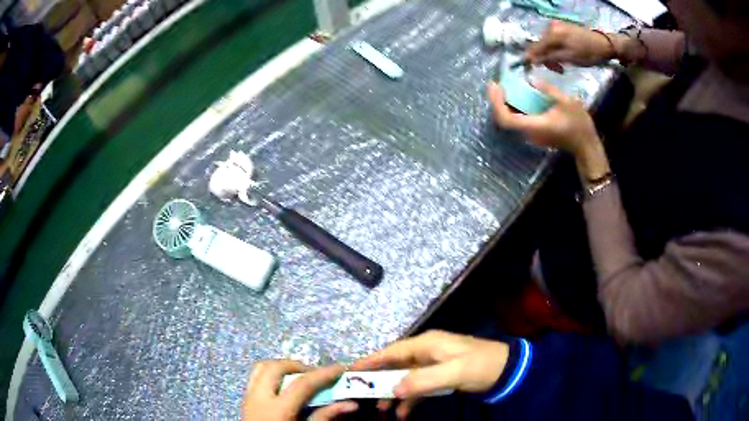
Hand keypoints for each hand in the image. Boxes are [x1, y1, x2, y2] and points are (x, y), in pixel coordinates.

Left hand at [242, 360, 357, 420]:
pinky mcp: (245, 400)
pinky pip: (256, 377)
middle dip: (299, 366)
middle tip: (317, 375)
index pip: (302, 383)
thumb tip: (350, 404)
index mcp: (277, 409)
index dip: (323, 374)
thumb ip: (324, 417)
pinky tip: (284, 387)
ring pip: (262, 368)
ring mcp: (248, 397)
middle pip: (277, 368)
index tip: (340, 368)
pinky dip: (271, 375)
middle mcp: (259, 397)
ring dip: (283, 368)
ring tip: (300, 378)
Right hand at [351, 330, 508, 418]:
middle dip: (379, 381)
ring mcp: (433, 365)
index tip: (350, 370)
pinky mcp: (440, 376)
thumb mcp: (453, 373)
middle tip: (362, 396)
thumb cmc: (481, 365)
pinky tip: (403, 414)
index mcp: (427, 344)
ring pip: (405, 378)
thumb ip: (423, 381)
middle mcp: (426, 352)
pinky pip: (418, 387)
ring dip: (393, 393)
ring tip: (382, 410)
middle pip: (395, 365)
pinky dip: (410, 400)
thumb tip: (392, 390)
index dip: (371, 360)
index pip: (392, 351)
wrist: (508, 370)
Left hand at [488, 81, 598, 152]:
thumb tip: (531, 80)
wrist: (586, 146)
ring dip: (505, 103)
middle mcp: (529, 132)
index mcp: (535, 126)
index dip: (497, 103)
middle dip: (497, 100)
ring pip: (511, 119)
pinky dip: (514, 106)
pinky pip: (519, 119)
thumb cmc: (579, 125)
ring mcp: (532, 135)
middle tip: (496, 83)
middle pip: (504, 119)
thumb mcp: (567, 102)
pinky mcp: (535, 133)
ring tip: (504, 86)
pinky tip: (517, 94)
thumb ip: (548, 90)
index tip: (495, 86)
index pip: (507, 119)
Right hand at [526, 21, 615, 70]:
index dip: (531, 58)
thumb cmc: (588, 53)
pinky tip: (564, 56)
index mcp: (552, 33)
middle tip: (558, 70)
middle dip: (546, 58)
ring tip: (563, 65)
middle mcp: (551, 27)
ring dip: (552, 56)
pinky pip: (553, 40)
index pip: (535, 46)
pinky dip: (556, 50)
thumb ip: (549, 58)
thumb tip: (531, 60)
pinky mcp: (562, 28)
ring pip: (547, 44)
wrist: (603, 44)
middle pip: (540, 45)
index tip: (529, 69)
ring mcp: (556, 26)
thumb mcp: (568, 58)